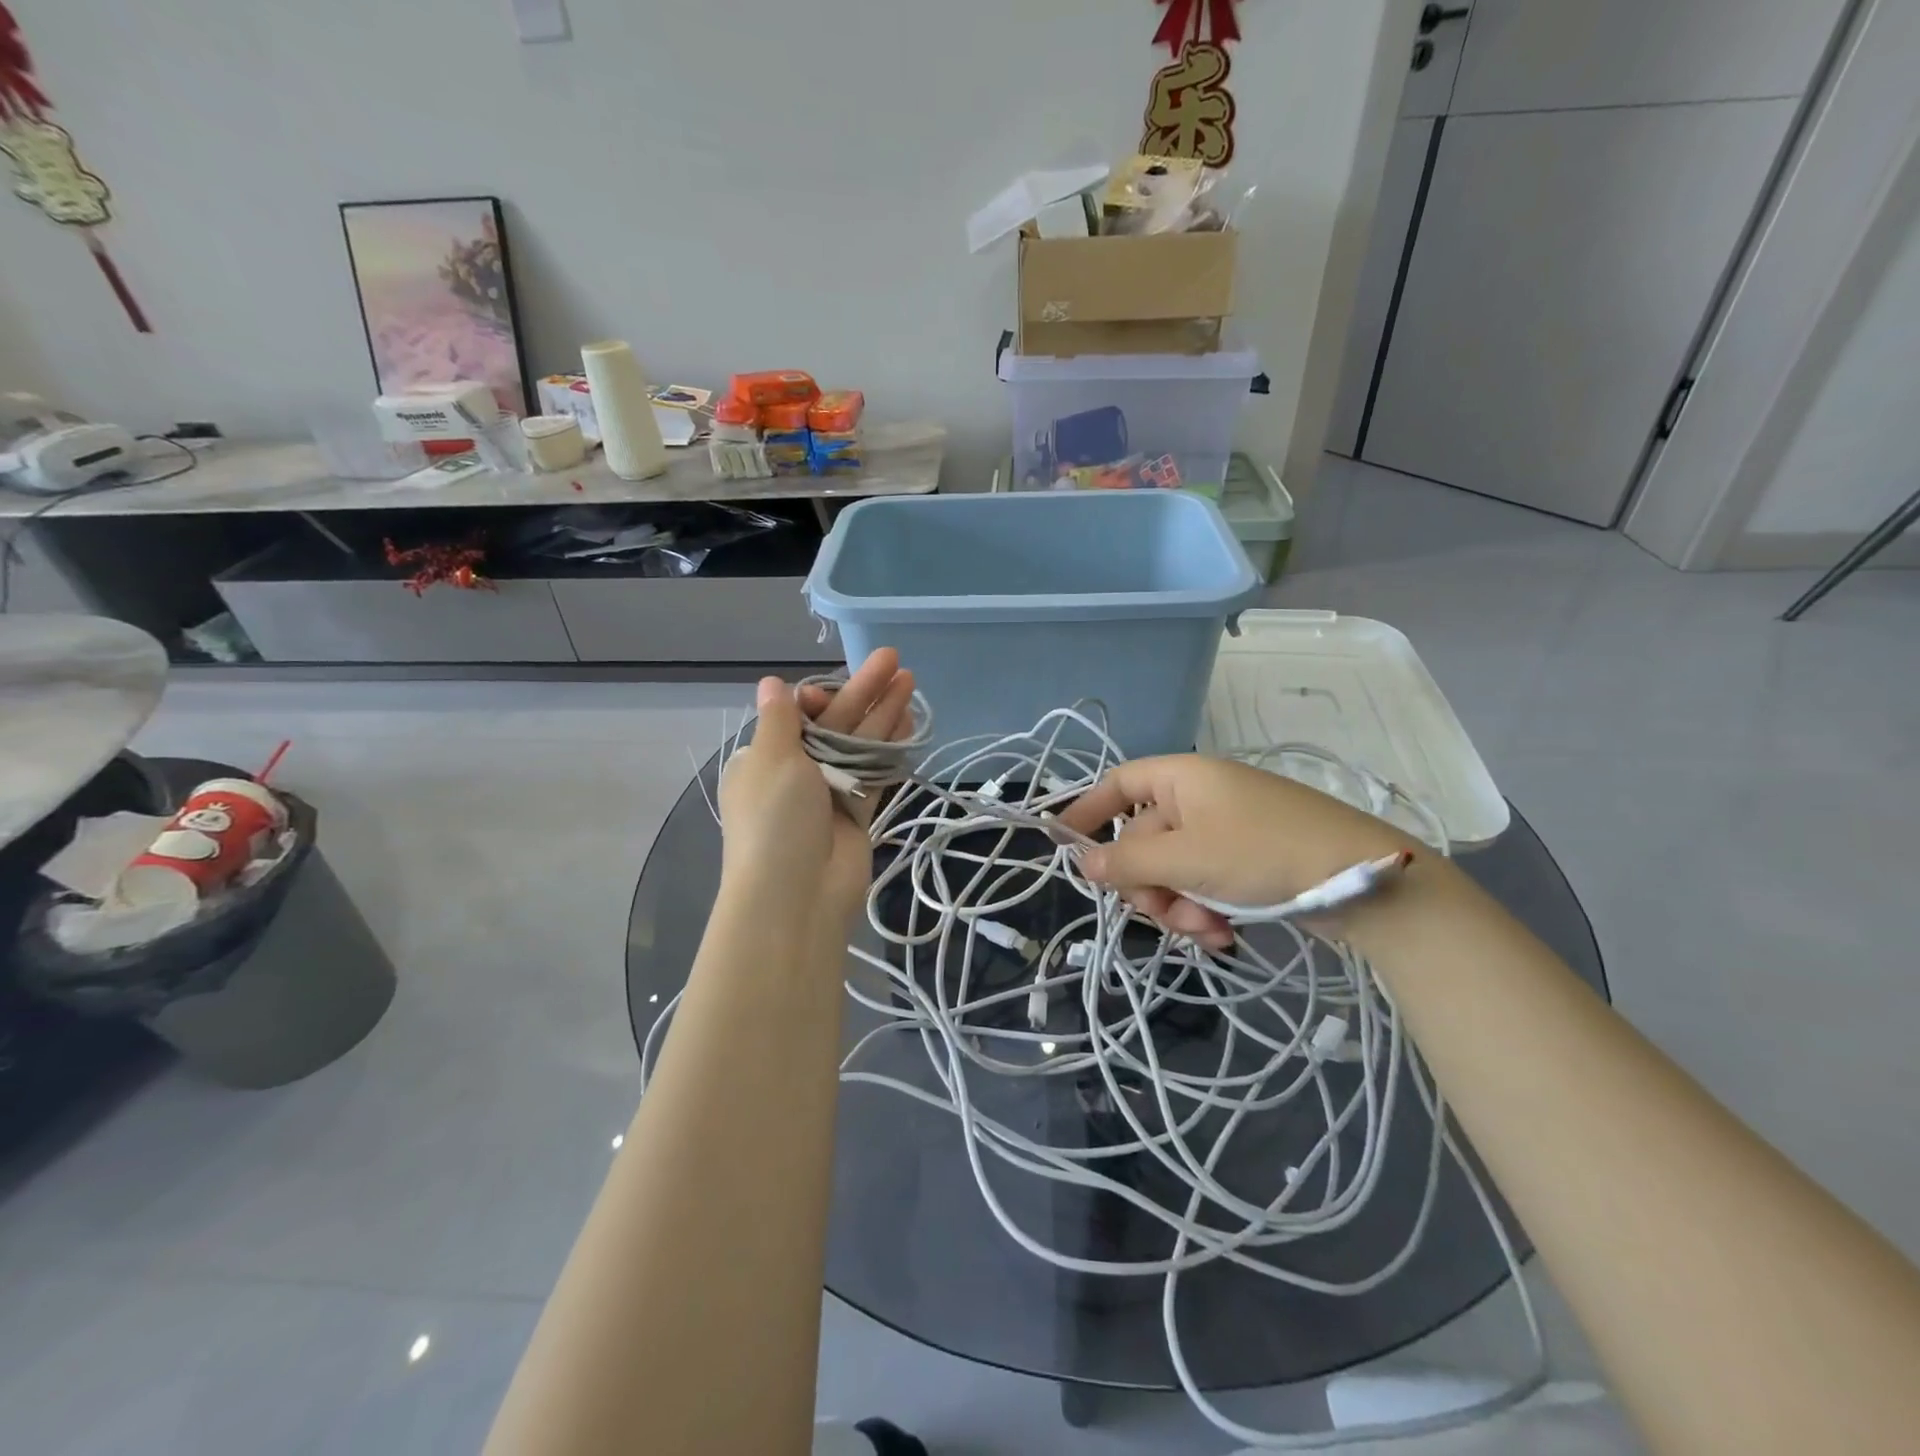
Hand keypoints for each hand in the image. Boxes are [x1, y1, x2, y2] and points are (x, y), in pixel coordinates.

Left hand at [717, 649, 916, 932]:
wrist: (795, 895)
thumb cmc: (774, 819)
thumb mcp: (770, 760)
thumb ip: (780, 719)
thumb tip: (771, 682)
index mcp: (764, 758)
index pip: (797, 715)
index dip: (820, 697)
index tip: (831, 695)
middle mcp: (796, 772)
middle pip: (834, 723)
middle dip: (863, 691)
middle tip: (894, 659)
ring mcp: (829, 793)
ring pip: (860, 745)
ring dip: (883, 713)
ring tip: (911, 680)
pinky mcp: (858, 812)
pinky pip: (876, 772)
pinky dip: (891, 748)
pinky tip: (911, 721)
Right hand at [1057, 755, 1417, 948]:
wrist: (1362, 881)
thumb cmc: (1262, 853)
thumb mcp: (1185, 860)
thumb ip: (1127, 863)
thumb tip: (1082, 862)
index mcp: (1183, 778)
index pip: (1119, 783)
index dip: (1088, 810)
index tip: (1065, 844)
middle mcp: (1202, 798)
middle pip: (1145, 840)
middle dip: (1149, 884)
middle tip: (1163, 913)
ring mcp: (1228, 830)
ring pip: (1175, 870)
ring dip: (1179, 906)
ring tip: (1206, 930)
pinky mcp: (1250, 860)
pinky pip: (1205, 883)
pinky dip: (1206, 910)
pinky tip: (1224, 935)